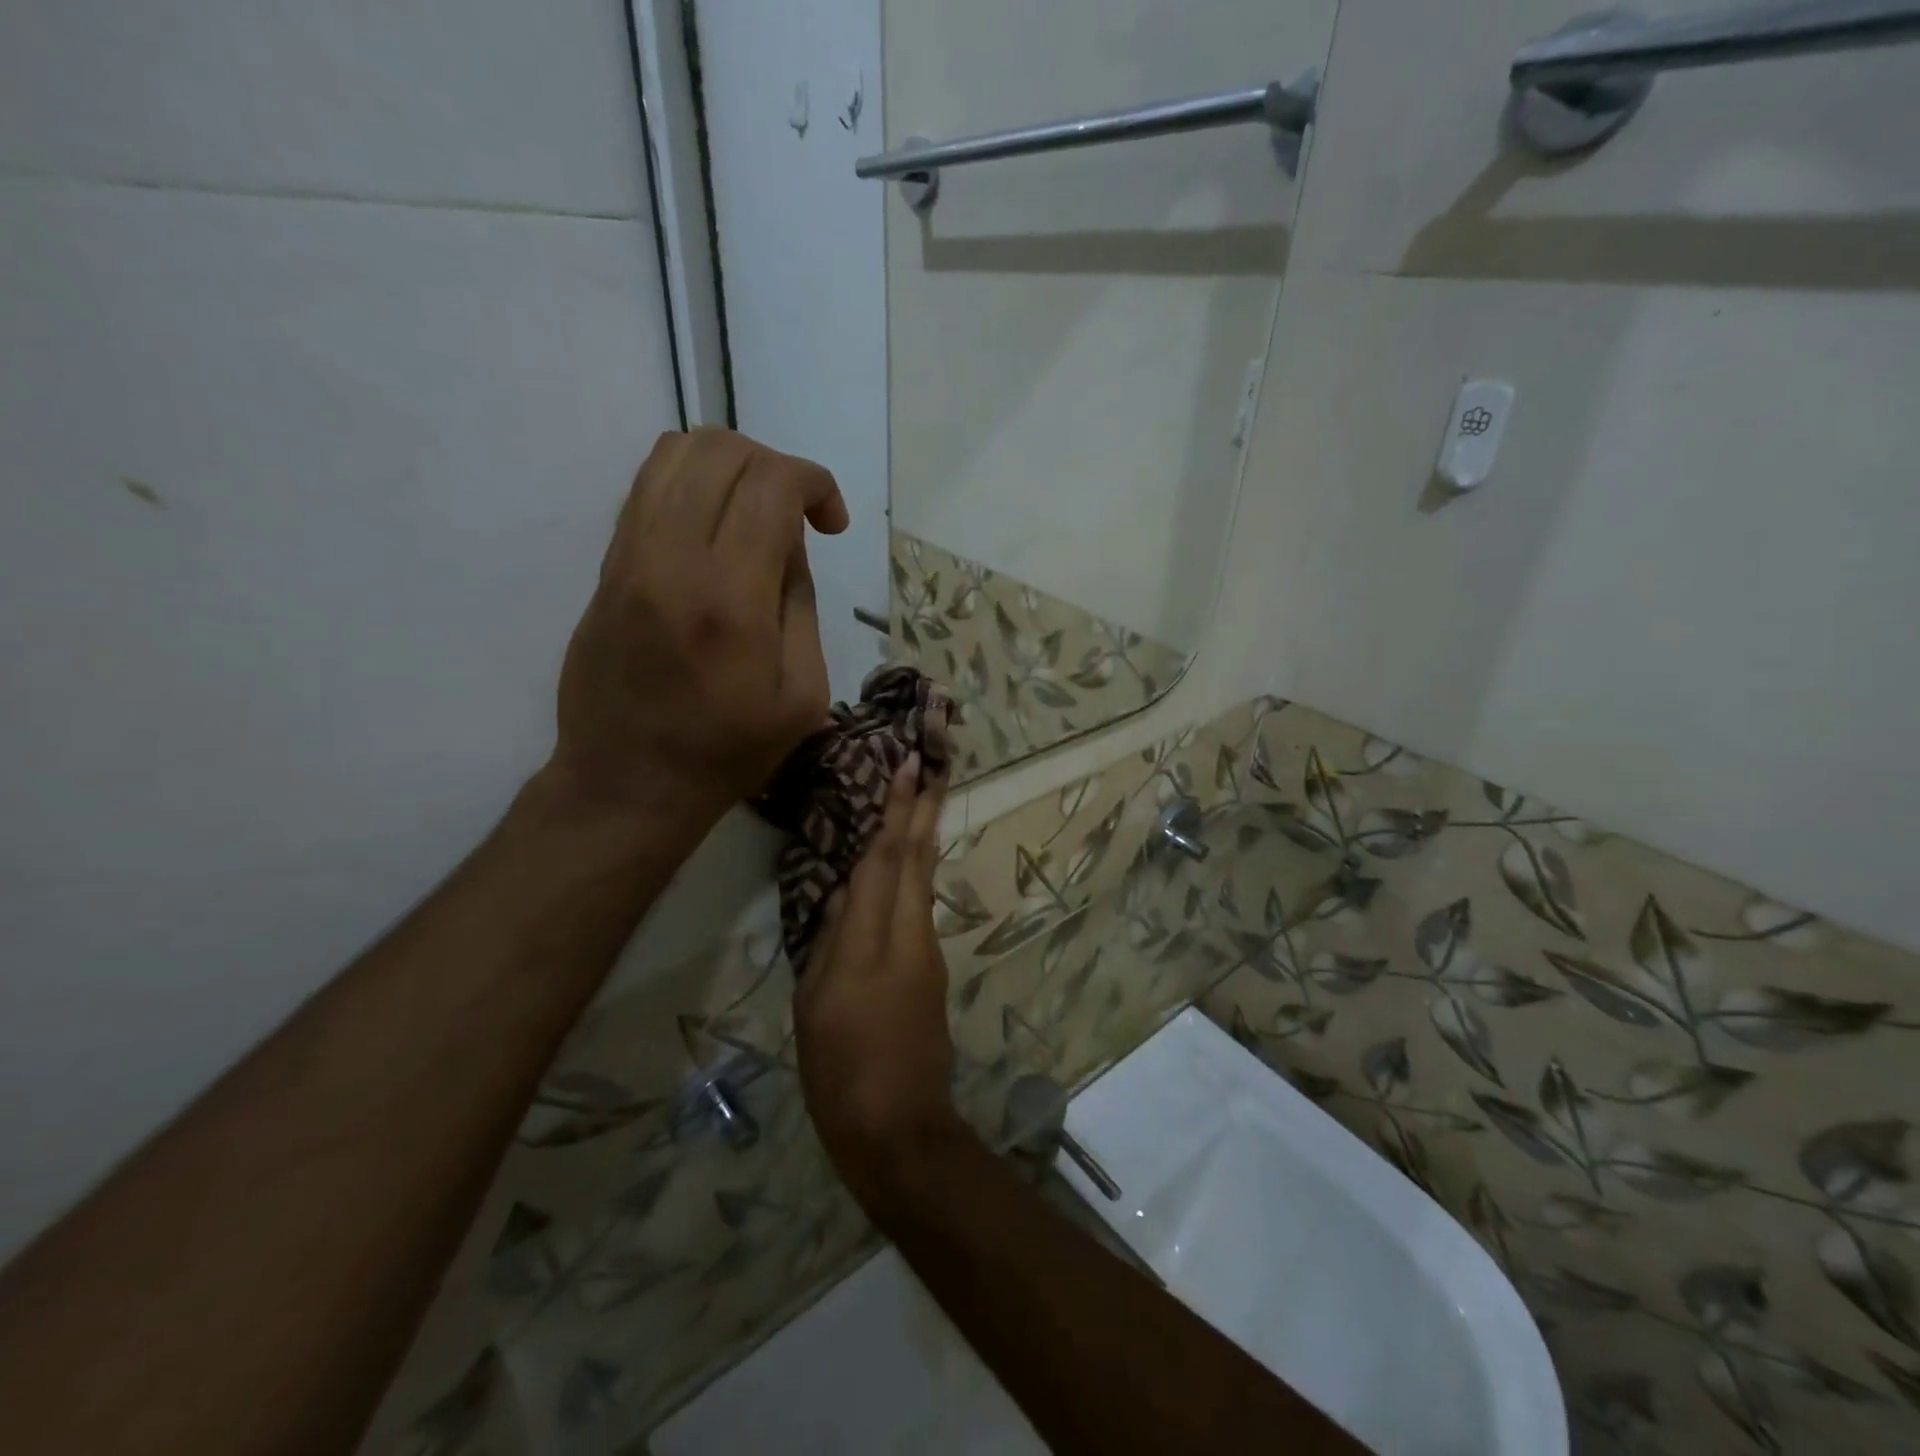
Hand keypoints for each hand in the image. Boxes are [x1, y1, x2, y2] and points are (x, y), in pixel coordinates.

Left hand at [550, 429, 848, 828]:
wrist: (629, 784)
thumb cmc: (728, 751)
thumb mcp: (802, 693)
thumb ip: (800, 604)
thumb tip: (788, 541)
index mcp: (729, 599)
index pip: (770, 484)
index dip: (814, 482)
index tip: (831, 522)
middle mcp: (670, 561)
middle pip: (719, 450)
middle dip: (774, 465)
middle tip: (796, 515)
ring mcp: (628, 559)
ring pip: (673, 455)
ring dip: (728, 466)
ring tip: (753, 513)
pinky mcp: (607, 569)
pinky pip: (646, 490)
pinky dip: (690, 486)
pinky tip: (714, 531)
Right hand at [794, 757, 962, 1210]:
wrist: (898, 1126)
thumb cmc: (840, 1067)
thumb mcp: (815, 1001)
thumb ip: (832, 940)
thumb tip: (845, 895)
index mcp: (874, 939)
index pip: (887, 859)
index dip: (897, 810)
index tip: (909, 765)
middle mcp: (910, 933)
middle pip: (918, 857)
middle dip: (926, 805)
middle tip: (934, 759)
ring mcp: (927, 951)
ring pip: (923, 878)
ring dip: (923, 833)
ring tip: (921, 795)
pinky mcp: (930, 970)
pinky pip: (919, 905)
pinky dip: (914, 872)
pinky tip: (903, 863)